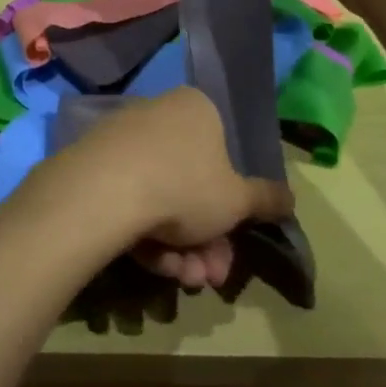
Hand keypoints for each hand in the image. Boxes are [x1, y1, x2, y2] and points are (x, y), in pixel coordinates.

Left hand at [63, 87, 292, 290]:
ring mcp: (124, 137)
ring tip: (180, 278)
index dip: (230, 209)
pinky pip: (130, 200)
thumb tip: (291, 197)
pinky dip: (145, 234)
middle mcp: (160, 113)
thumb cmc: (184, 185)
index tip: (229, 245)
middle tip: (207, 277)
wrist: (104, 190)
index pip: (222, 156)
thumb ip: (265, 199)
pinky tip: (150, 263)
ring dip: (178, 246)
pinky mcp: (95, 163)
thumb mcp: (237, 200)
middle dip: (205, 240)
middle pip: (192, 185)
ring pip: (162, 198)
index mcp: (197, 109)